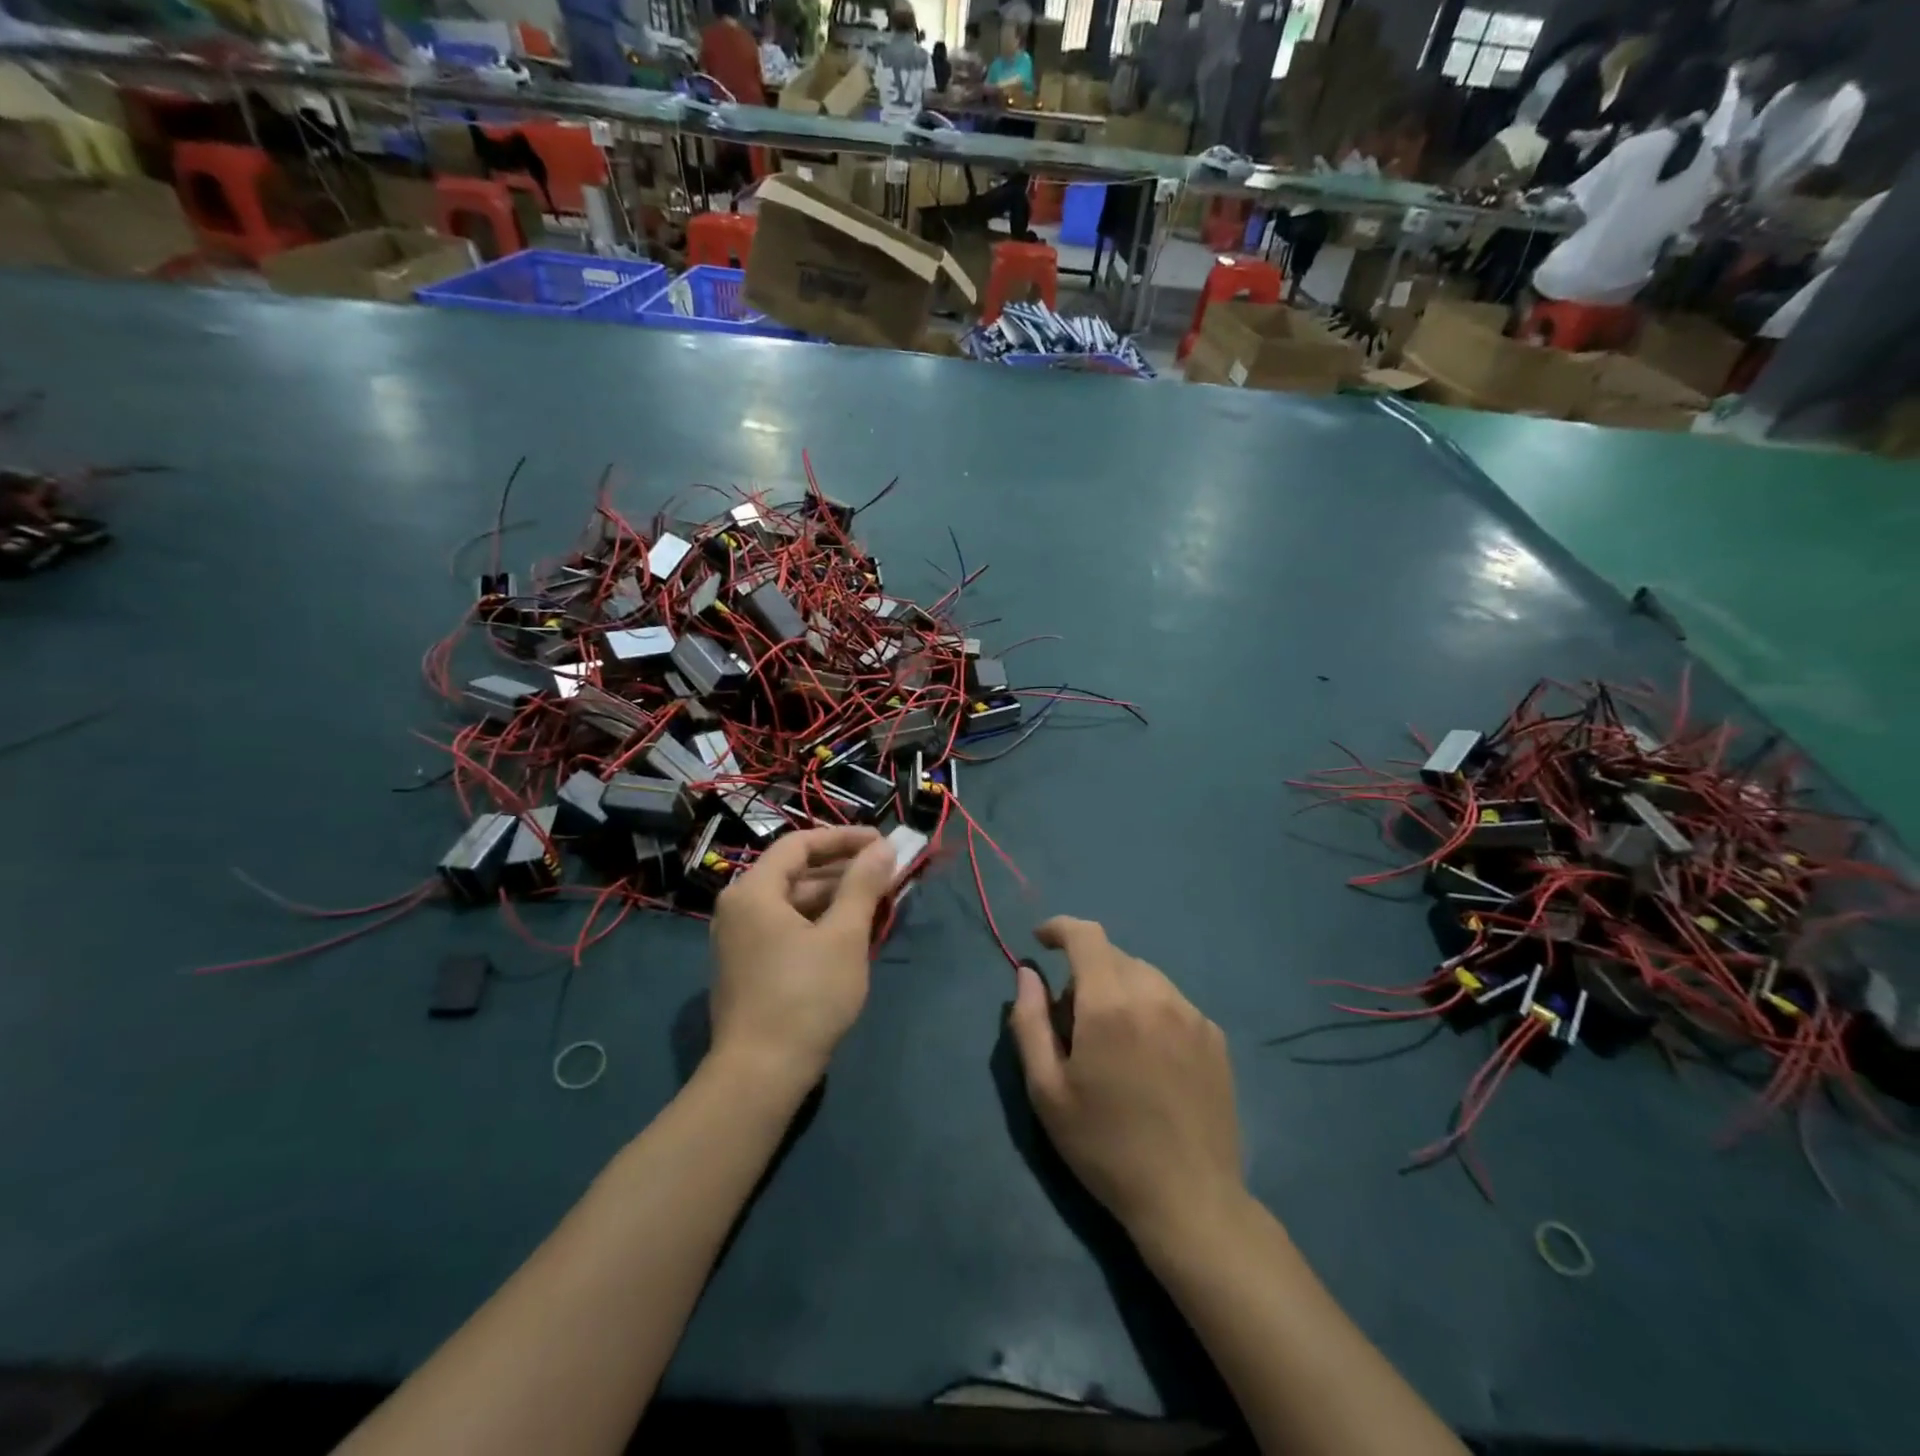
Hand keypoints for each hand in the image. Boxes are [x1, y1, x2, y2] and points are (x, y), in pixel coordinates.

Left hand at [708, 827, 895, 1100]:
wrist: (761, 1074)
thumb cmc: (806, 996)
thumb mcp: (844, 935)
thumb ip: (863, 885)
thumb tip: (883, 847)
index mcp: (753, 891)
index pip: (800, 844)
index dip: (843, 838)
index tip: (882, 842)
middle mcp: (739, 908)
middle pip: (795, 873)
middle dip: (843, 870)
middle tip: (886, 872)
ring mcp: (740, 941)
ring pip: (794, 903)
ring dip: (835, 898)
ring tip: (877, 901)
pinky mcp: (748, 968)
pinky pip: (787, 928)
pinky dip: (819, 923)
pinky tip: (851, 933)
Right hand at [1007, 918, 1243, 1244]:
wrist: (1190, 1200)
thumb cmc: (1105, 1146)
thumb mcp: (1047, 1091)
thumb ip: (1029, 1022)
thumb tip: (1028, 974)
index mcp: (1111, 1003)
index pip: (1085, 935)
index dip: (1060, 928)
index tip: (1041, 940)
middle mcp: (1156, 994)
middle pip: (1112, 956)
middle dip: (1085, 971)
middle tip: (1072, 1021)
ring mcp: (1192, 1014)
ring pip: (1144, 976)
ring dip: (1119, 989)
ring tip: (1112, 1042)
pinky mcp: (1215, 1037)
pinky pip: (1171, 1002)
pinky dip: (1150, 1010)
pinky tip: (1148, 1058)